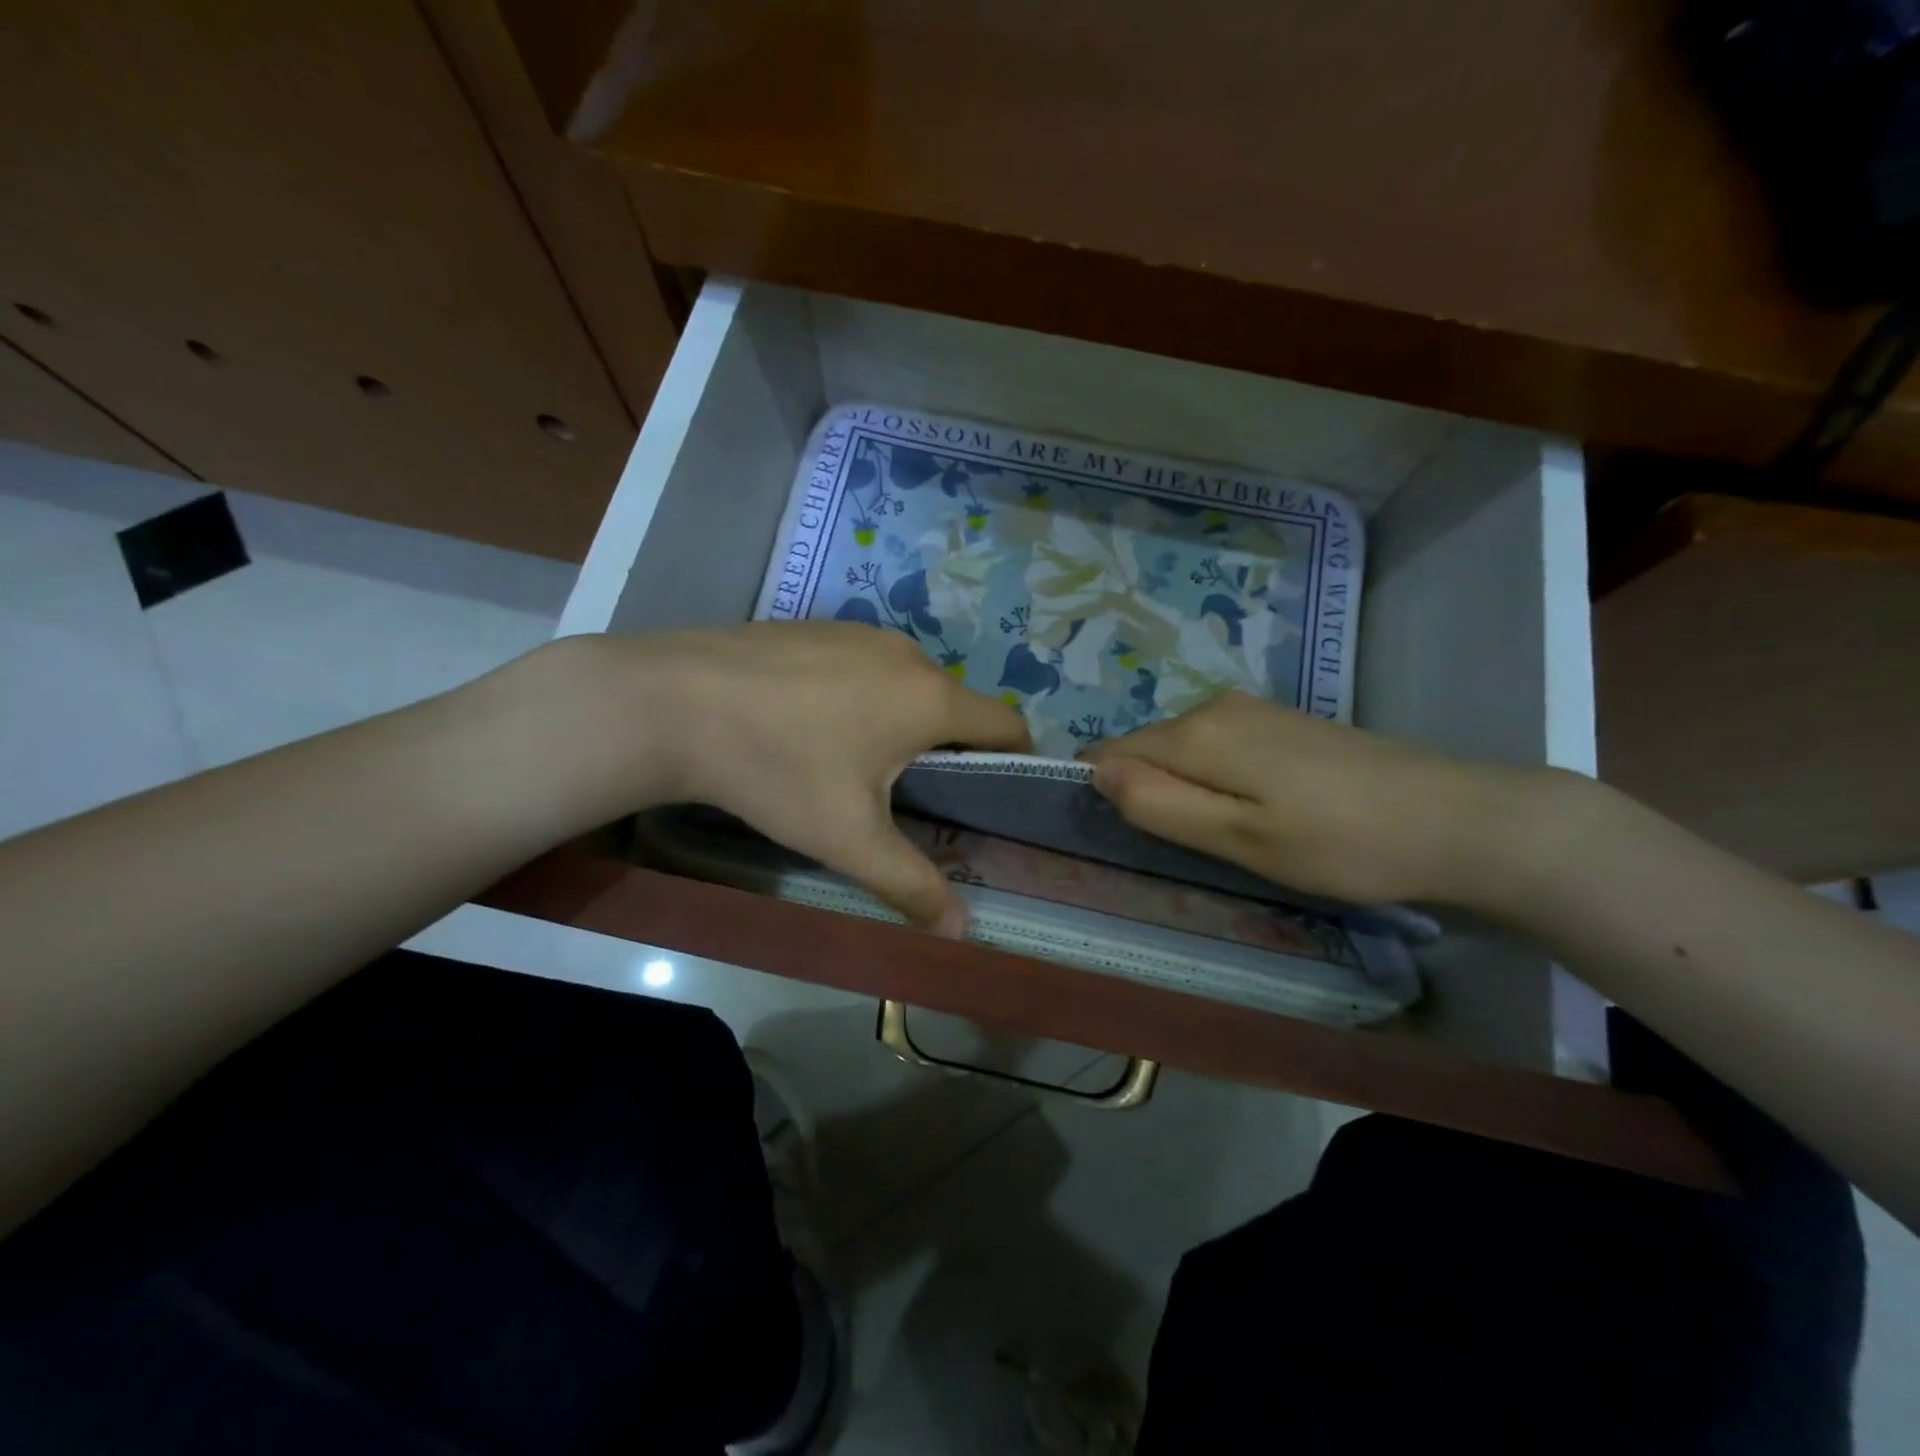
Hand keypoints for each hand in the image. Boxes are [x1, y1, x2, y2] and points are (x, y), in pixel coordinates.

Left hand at [599, 623, 1029, 932]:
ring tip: (852, 763)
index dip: (1012, 763)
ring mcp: (859, 631)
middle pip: (955, 706)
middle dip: (947, 749)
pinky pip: (864, 665)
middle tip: (908, 797)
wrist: (673, 703)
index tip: (986, 800)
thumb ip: (912, 884)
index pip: (1008, 724)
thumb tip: (961, 933)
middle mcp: (907, 653)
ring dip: (901, 721)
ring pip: (907, 684)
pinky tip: (809, 725)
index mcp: (931, 697)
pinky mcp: (817, 625)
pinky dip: (861, 695)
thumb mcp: (849, 838)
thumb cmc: (778, 769)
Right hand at [1081, 691, 1577, 909]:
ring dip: (1185, 790)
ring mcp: (1251, 709)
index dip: (1107, 795)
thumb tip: (1095, 773)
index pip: (1110, 754)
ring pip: (1181, 750)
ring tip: (1227, 835)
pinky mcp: (1281, 721)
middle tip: (1189, 848)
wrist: (1458, 818)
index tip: (1132, 839)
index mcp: (1196, 733)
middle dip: (1148, 793)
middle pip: (1145, 750)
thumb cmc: (1342, 843)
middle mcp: (1214, 707)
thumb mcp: (1241, 839)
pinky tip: (1259, 811)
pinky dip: (1217, 779)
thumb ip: (1161, 805)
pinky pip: (1217, 747)